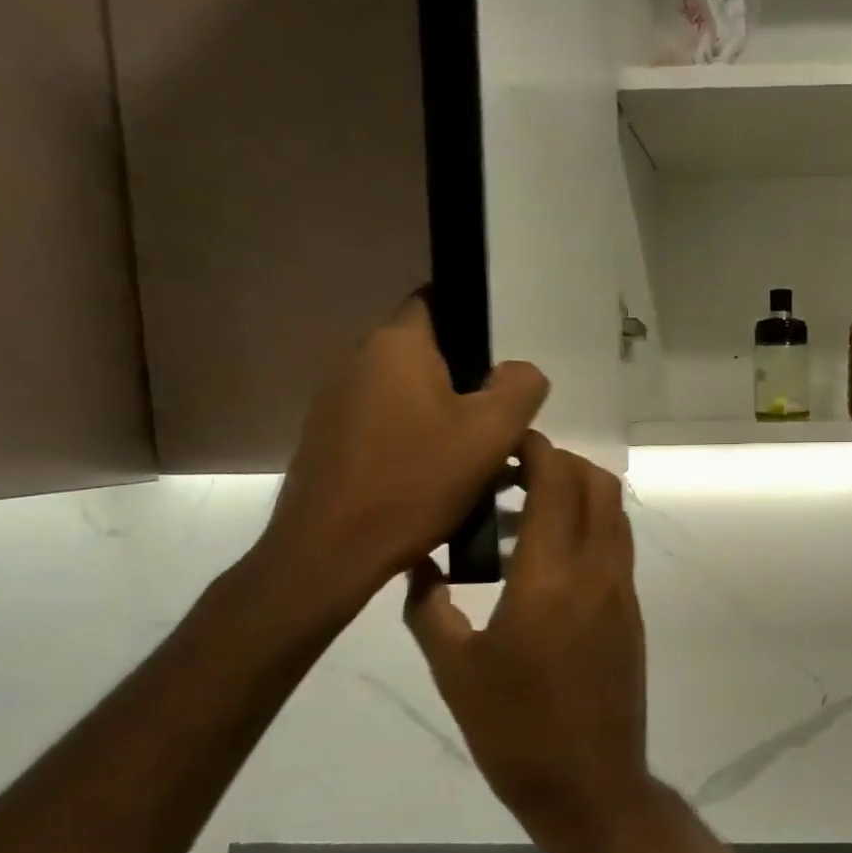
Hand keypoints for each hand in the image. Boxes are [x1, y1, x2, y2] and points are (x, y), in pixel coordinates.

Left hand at [262, 296, 548, 602]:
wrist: (331, 550)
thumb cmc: (417, 481)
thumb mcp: (493, 433)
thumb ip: (521, 388)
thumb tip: (519, 371)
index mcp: (397, 344)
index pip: (438, 301)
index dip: (476, 325)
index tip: (502, 366)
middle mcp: (358, 359)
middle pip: (427, 354)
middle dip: (467, 382)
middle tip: (500, 424)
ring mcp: (337, 401)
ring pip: (408, 393)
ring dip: (443, 416)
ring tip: (475, 460)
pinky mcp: (330, 440)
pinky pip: (387, 424)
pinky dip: (416, 440)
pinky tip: (436, 480)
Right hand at [404, 434, 654, 852]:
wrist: (590, 782)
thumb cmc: (513, 731)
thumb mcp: (455, 670)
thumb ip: (429, 608)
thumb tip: (416, 564)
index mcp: (550, 576)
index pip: (558, 481)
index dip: (537, 449)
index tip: (505, 443)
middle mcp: (598, 569)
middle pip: (598, 483)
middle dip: (560, 462)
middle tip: (513, 475)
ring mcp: (623, 589)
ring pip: (614, 511)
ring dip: (579, 493)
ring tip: (526, 512)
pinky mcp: (632, 610)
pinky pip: (617, 545)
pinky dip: (591, 526)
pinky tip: (548, 556)